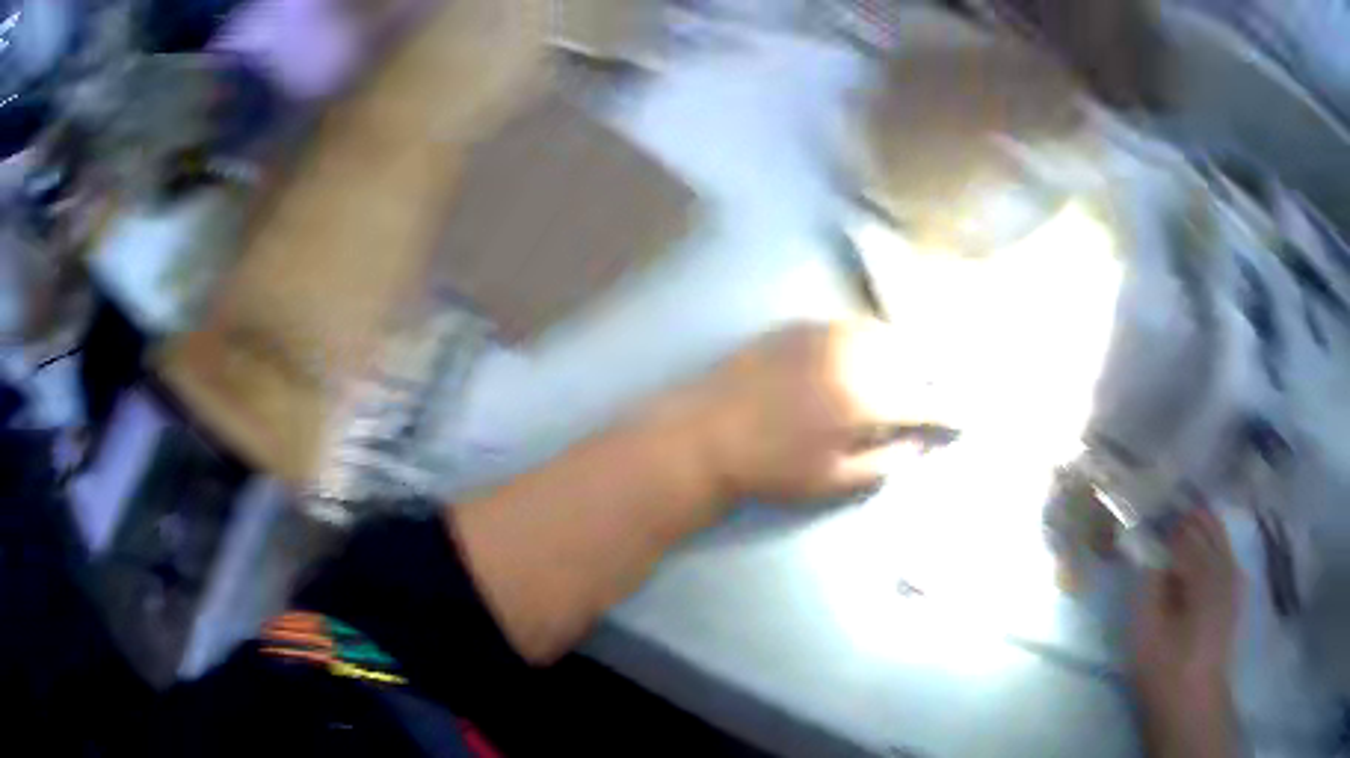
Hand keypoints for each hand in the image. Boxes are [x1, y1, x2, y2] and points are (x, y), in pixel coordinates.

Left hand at [689, 320, 956, 503]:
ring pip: (884, 333)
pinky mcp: (801, 327)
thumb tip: (920, 444)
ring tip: (912, 371)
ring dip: (906, 351)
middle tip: (940, 393)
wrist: (706, 434)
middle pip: (912, 356)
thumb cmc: (770, 469)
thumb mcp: (832, 481)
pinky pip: (851, 325)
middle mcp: (854, 357)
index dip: (950, 410)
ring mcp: (826, 335)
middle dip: (933, 374)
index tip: (965, 418)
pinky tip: (871, 353)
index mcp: (865, 400)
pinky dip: (872, 339)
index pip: (925, 400)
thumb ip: (885, 462)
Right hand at [1131, 508, 1242, 757]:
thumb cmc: (1166, 668)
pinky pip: (1226, 554)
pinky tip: (1203, 556)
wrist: (1194, 702)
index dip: (1166, 521)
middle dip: (1188, 518)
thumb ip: (1147, 585)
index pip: (1184, 529)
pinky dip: (1214, 545)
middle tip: (1165, 519)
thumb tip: (1147, 553)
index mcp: (1202, 569)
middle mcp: (1223, 564)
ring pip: (1219, 537)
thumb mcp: (1146, 631)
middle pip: (1208, 525)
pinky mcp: (1235, 594)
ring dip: (1202, 528)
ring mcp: (1233, 578)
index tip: (1149, 519)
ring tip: (1182, 530)